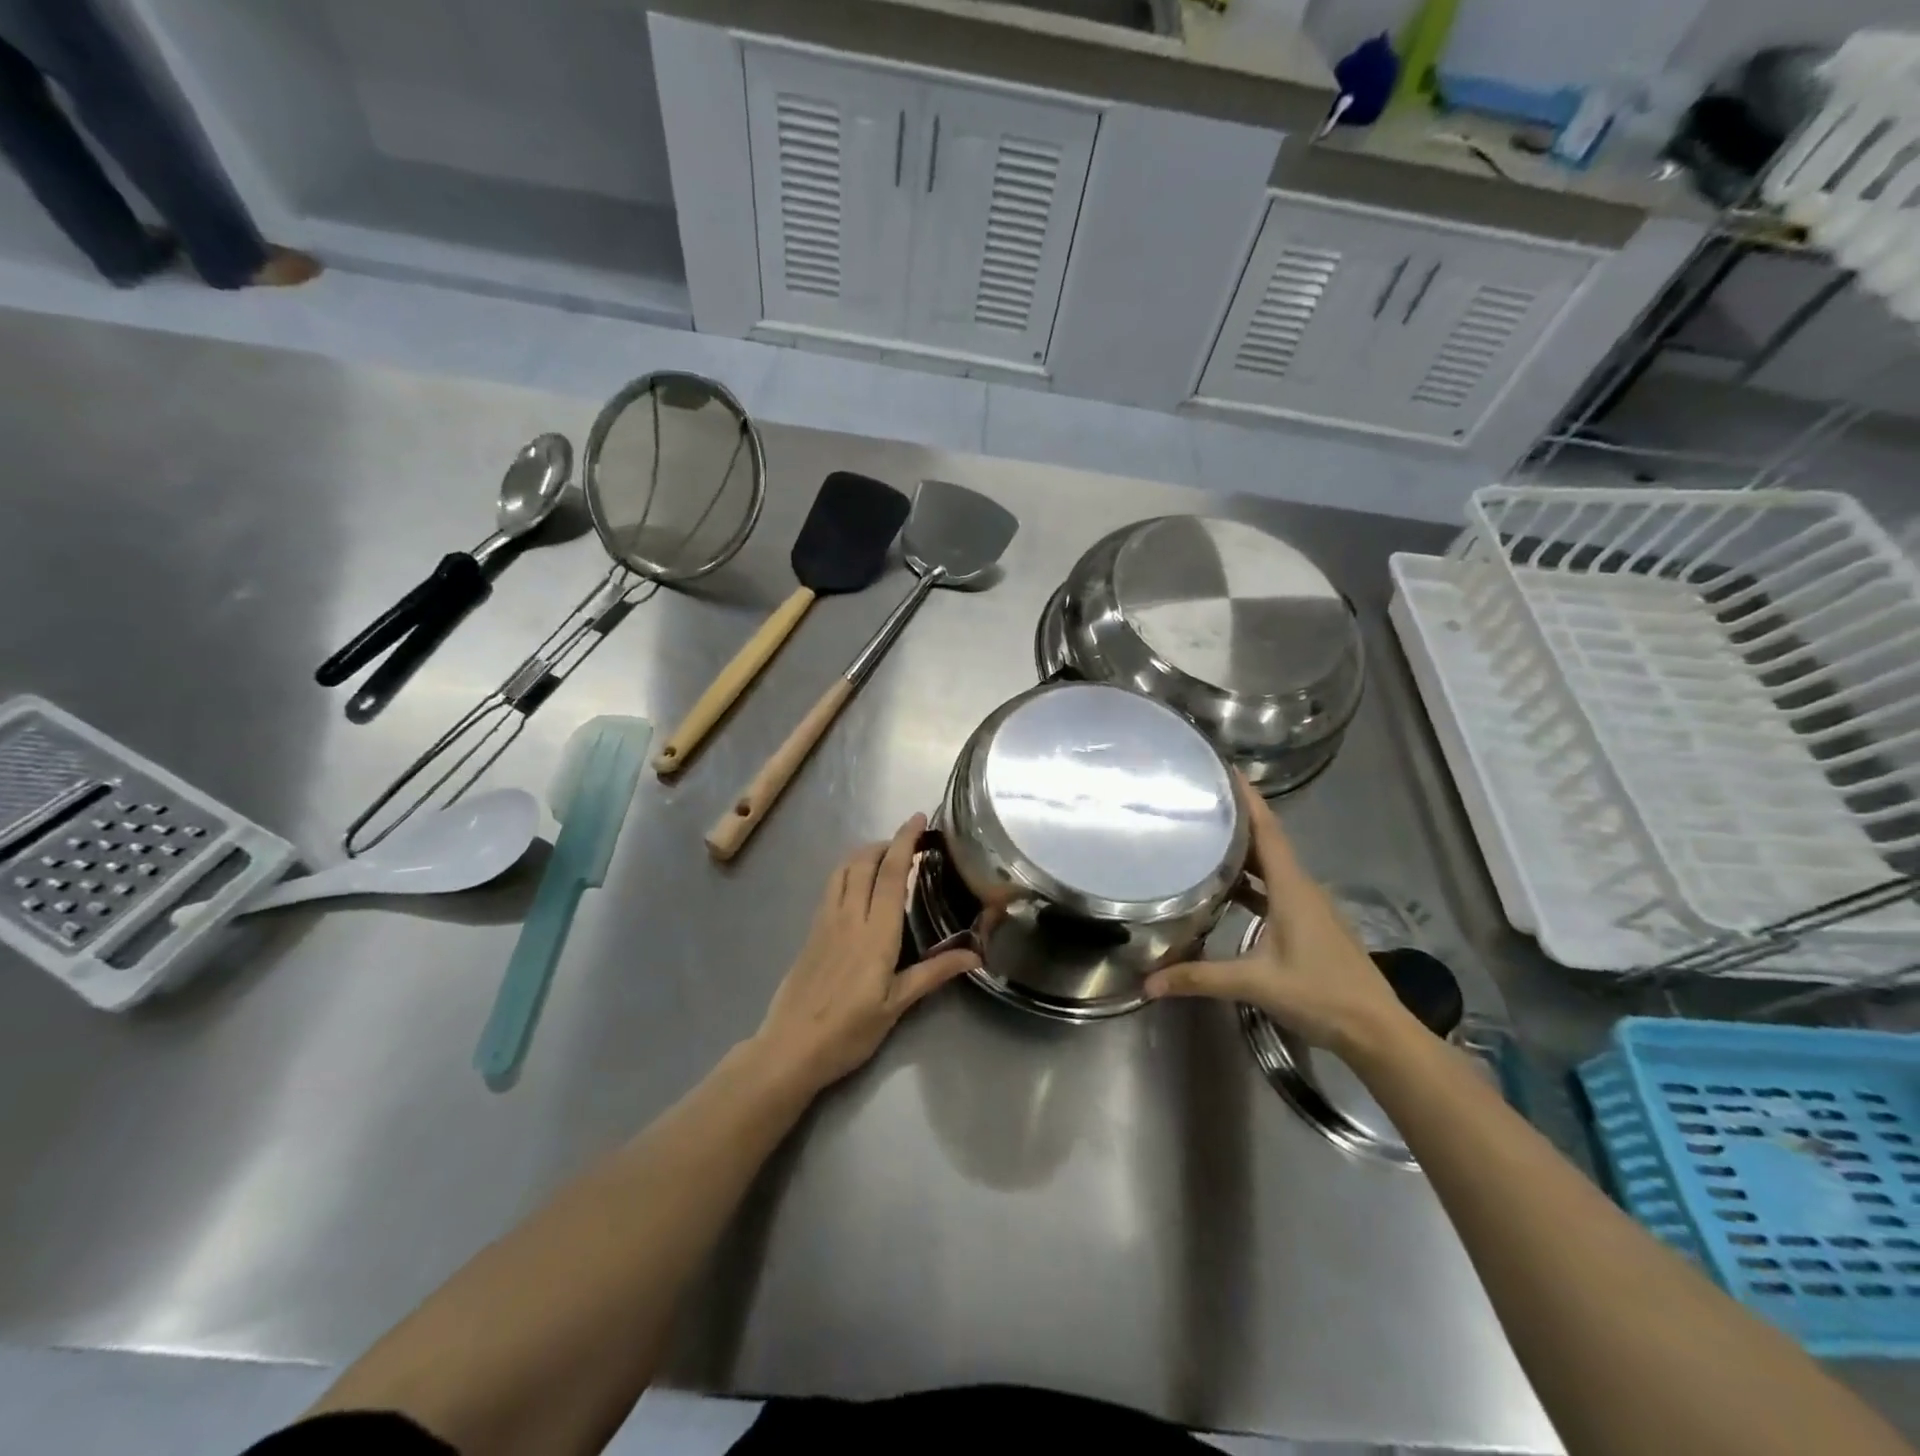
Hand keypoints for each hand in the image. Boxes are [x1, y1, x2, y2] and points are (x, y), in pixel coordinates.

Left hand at [752, 814, 978, 1096]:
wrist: (790, 1047)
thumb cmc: (849, 1030)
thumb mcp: (897, 1005)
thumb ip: (934, 973)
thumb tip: (975, 955)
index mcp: (876, 932)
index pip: (891, 873)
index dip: (905, 841)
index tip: (919, 819)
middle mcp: (849, 916)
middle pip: (864, 862)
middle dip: (886, 842)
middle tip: (909, 841)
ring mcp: (825, 922)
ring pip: (843, 870)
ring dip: (864, 854)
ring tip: (885, 857)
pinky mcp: (811, 932)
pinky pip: (831, 887)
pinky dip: (848, 871)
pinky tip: (858, 886)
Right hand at [1144, 776, 1413, 1057]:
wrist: (1377, 1030)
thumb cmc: (1319, 994)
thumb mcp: (1255, 983)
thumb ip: (1200, 978)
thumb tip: (1148, 983)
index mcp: (1292, 889)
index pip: (1268, 831)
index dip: (1247, 799)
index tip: (1224, 770)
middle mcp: (1302, 888)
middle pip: (1268, 842)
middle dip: (1238, 818)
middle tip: (1200, 800)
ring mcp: (1310, 907)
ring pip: (1273, 866)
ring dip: (1244, 850)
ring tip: (1207, 837)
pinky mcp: (1311, 925)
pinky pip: (1277, 888)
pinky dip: (1253, 881)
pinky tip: (1230, 890)